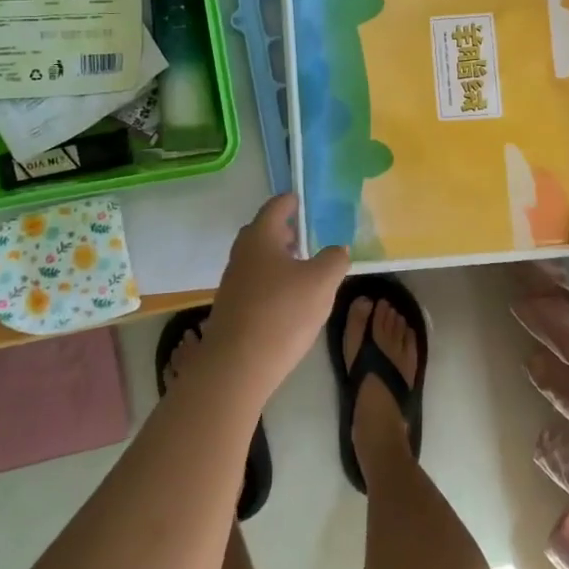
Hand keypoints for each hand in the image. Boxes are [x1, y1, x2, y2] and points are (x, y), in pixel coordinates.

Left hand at [201, 194, 349, 403]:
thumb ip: (334, 259)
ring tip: (306, 268)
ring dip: (280, 259)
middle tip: (310, 234)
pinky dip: (273, 282)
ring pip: (259, 259)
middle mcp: (242, 254)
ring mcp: (233, 283)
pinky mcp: (232, 309)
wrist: (236, 368)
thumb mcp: (322, 282)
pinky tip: (291, 300)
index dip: (293, 201)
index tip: (307, 201)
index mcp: (261, 237)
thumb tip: (337, 250)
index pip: (276, 206)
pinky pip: (256, 284)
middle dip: (286, 231)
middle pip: (264, 232)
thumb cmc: (282, 313)